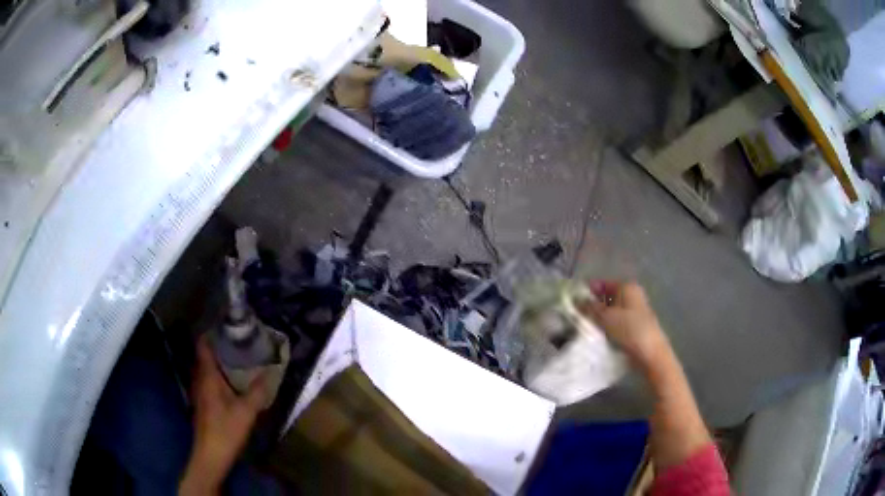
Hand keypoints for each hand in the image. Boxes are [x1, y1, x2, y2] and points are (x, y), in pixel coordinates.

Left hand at [180, 336, 267, 493]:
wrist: (211, 455)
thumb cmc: (226, 430)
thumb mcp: (246, 411)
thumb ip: (258, 391)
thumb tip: (270, 371)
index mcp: (207, 376)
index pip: (203, 345)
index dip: (211, 332)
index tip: (226, 323)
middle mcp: (200, 380)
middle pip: (204, 355)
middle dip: (218, 345)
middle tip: (238, 339)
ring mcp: (199, 392)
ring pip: (207, 369)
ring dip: (218, 360)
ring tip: (238, 356)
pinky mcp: (203, 403)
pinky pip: (209, 380)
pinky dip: (218, 374)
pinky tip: (232, 381)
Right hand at [585, 281, 670, 371]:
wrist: (650, 354)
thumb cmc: (630, 331)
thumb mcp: (606, 317)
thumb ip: (590, 307)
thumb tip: (576, 300)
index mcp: (627, 287)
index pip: (602, 284)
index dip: (587, 292)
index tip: (573, 303)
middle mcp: (632, 295)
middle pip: (607, 297)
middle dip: (592, 306)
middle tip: (577, 317)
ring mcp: (635, 311)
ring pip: (611, 311)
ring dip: (599, 318)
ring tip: (586, 328)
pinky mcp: (635, 326)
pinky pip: (617, 322)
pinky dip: (608, 326)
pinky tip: (599, 335)